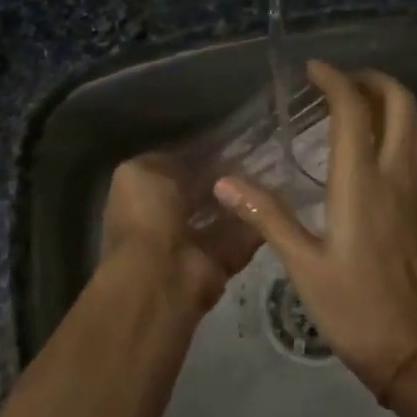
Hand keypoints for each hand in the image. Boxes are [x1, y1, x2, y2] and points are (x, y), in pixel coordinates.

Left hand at [101, 155, 260, 315]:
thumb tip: (193, 157)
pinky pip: (243, 238)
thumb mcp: (140, 172)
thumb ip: (166, 161)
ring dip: (244, 198)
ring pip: (225, 214)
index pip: (175, 171)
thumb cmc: (146, 215)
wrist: (162, 274)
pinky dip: (258, 222)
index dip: (199, 156)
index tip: (228, 142)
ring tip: (271, 173)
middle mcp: (167, 220)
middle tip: (256, 157)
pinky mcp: (221, 262)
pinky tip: (275, 200)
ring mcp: (194, 244)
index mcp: (143, 197)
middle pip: (202, 193)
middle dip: (225, 177)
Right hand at [214, 61, 416, 396]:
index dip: (335, 80)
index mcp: (363, 183)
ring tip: (356, 103)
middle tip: (339, 82)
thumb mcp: (303, 266)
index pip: (355, 110)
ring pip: (416, 124)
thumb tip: (225, 180)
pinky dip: (398, 128)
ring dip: (391, 100)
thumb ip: (267, 217)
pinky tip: (370, 147)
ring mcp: (416, 191)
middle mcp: (396, 176)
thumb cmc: (355, 309)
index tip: (312, 69)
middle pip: (402, 103)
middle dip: (373, 80)